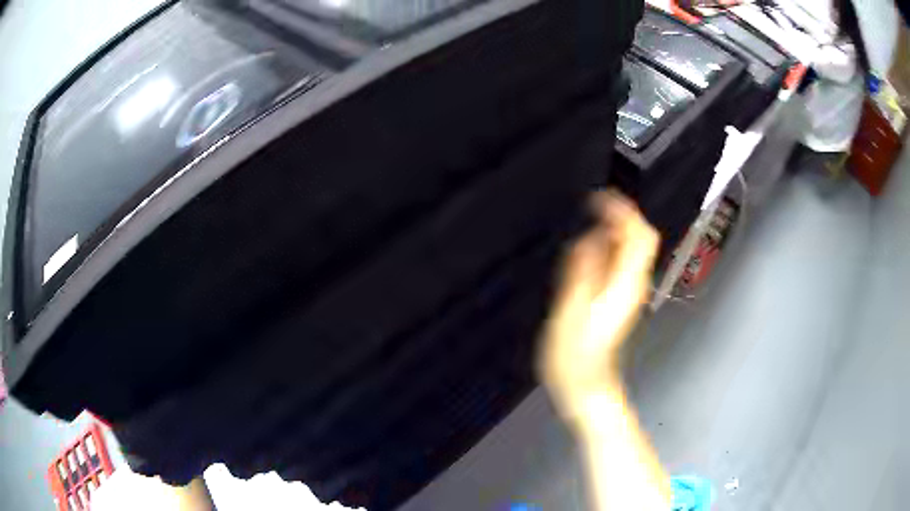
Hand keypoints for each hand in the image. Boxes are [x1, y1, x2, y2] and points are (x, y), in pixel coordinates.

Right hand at [539, 191, 658, 417]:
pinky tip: (592, 246)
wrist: (587, 388)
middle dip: (622, 214)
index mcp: (624, 284)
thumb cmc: (576, 357)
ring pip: (633, 249)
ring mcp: (630, 293)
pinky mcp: (621, 300)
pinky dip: (611, 246)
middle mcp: (633, 285)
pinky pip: (623, 263)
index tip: (601, 197)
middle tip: (596, 202)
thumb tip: (590, 237)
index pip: (638, 236)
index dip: (622, 211)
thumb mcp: (571, 312)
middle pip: (641, 238)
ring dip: (617, 228)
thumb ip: (582, 271)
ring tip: (593, 217)